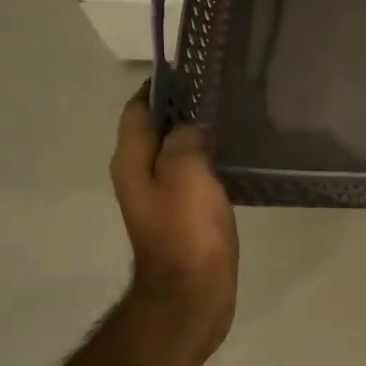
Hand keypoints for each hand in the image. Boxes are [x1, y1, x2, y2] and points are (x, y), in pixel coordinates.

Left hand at [110, 86, 238, 354]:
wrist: (192, 296)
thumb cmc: (188, 234)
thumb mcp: (187, 175)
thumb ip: (186, 140)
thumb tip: (191, 125)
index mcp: (132, 161)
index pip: (138, 108)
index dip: (161, 86)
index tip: (193, 70)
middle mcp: (139, 175)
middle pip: (155, 129)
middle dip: (181, 108)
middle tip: (220, 91)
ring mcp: (160, 198)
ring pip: (175, 153)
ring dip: (196, 135)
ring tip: (231, 118)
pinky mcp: (182, 217)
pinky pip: (192, 177)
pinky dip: (207, 162)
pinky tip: (233, 158)